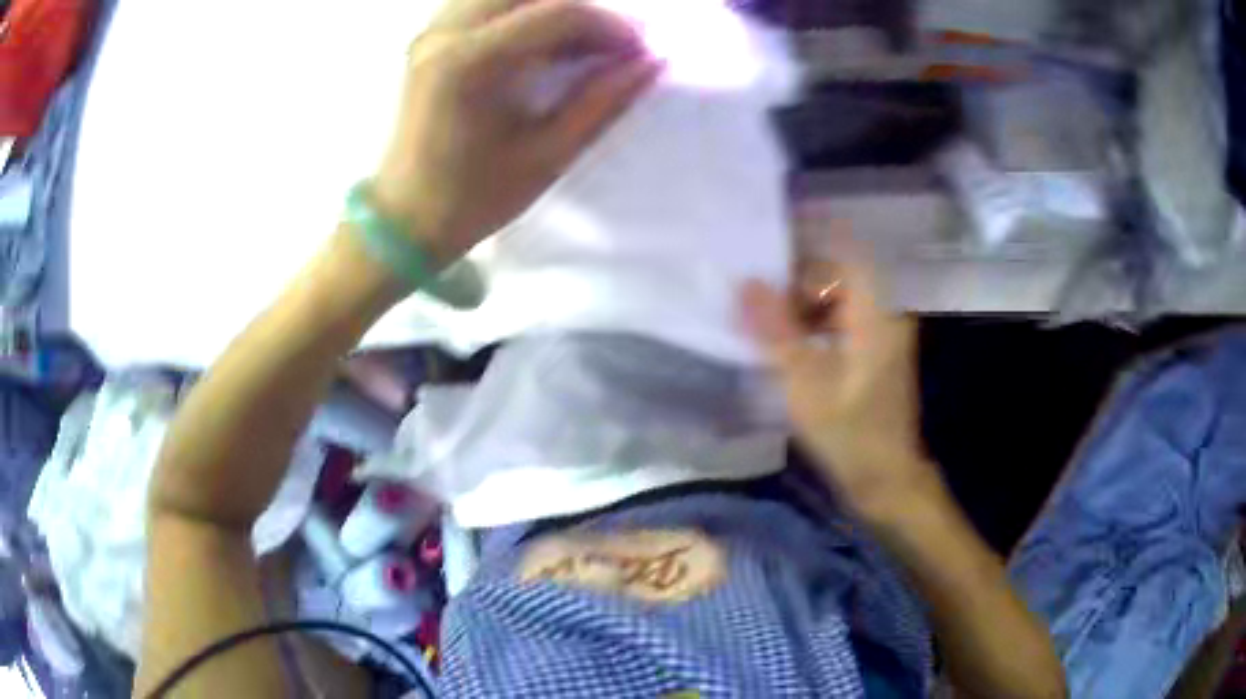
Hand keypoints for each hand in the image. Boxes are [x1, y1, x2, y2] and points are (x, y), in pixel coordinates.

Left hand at [372, 0, 661, 264]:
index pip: (559, 13)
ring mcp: (432, 31)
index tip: (641, 48)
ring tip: (578, 41)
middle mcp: (446, 32)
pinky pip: (483, 2)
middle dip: (582, 7)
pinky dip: (520, 10)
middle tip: (610, 42)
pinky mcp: (428, 37)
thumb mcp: (548, 155)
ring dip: (551, 6)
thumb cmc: (474, 197)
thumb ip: (603, 101)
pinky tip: (538, 39)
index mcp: (472, 63)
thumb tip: (653, 62)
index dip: (611, 24)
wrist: (404, 218)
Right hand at [741, 259, 941, 518]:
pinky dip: (814, 327)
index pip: (846, 255)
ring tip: (768, 326)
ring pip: (840, 300)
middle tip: (760, 303)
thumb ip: (777, 331)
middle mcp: (885, 316)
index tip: (769, 258)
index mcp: (876, 316)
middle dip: (798, 284)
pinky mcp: (875, 353)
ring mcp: (882, 335)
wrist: (886, 479)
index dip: (809, 248)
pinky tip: (790, 347)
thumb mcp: (806, 385)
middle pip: (841, 277)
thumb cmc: (850, 434)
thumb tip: (746, 283)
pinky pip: (842, 322)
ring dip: (804, 307)